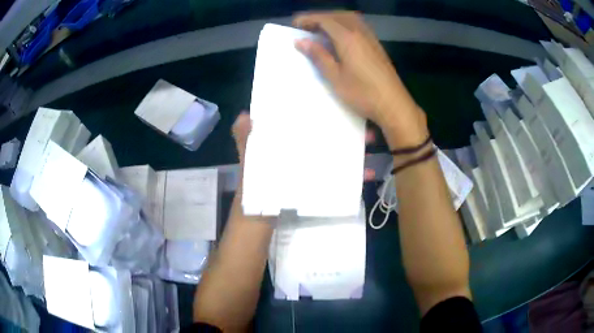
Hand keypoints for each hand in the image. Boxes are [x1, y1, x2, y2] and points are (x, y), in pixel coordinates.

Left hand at [232, 112, 376, 180]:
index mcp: (285, 146)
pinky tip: (368, 175)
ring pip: (335, 156)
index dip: (319, 115)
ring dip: (353, 151)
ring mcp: (310, 171)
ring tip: (370, 145)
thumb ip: (245, 141)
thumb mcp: (249, 163)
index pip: (304, 124)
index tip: (337, 105)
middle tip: (363, 126)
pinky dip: (353, 177)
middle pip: (324, 138)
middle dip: (344, 130)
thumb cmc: (253, 190)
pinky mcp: (316, 186)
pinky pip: (338, 179)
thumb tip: (243, 114)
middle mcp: (300, 154)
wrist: (258, 224)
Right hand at [294, 11, 428, 148]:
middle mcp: (360, 32)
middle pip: (337, 15)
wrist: (393, 104)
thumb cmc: (362, 93)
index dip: (308, 19)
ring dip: (334, 19)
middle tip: (307, 27)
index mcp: (347, 38)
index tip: (295, 25)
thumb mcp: (335, 77)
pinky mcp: (377, 45)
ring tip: (322, 30)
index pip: (325, 20)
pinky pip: (359, 26)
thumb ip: (318, 56)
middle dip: (320, 17)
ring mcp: (371, 38)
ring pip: (350, 18)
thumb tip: (301, 41)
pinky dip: (345, 24)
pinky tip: (341, 36)